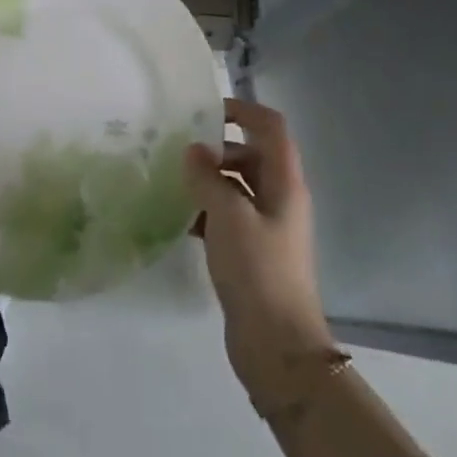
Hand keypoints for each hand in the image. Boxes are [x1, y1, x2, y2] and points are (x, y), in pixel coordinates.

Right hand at [185, 98, 335, 401]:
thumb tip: (193, 150)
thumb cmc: (257, 271)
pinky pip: (228, 217)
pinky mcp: (252, 253)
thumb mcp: (228, 216)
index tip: (205, 111)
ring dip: (209, 180)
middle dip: (218, 148)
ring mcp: (267, 227)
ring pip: (237, 187)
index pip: (271, 127)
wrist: (277, 346)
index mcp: (284, 183)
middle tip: (179, 153)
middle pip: (252, 155)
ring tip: (173, 183)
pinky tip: (179, 220)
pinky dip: (207, 211)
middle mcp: (280, 199)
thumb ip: (208, 177)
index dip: (243, 110)